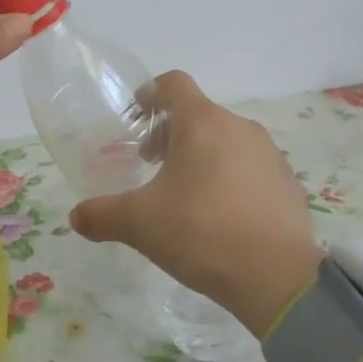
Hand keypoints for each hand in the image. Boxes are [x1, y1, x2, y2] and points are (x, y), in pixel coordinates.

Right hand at [68, 71, 322, 335]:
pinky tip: (221, 215)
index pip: (174, 84)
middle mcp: (239, 127)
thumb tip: (75, 217)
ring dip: (201, 155)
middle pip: (198, 114)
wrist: (277, 277)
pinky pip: (250, 166)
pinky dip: (230, 177)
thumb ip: (102, 215)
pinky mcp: (287, 182)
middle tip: (151, 165)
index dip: (150, 93)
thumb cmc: (201, 232)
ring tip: (185, 194)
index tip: (136, 117)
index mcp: (202, 123)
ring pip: (225, 140)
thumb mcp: (140, 224)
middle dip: (170, 133)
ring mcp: (269, 153)